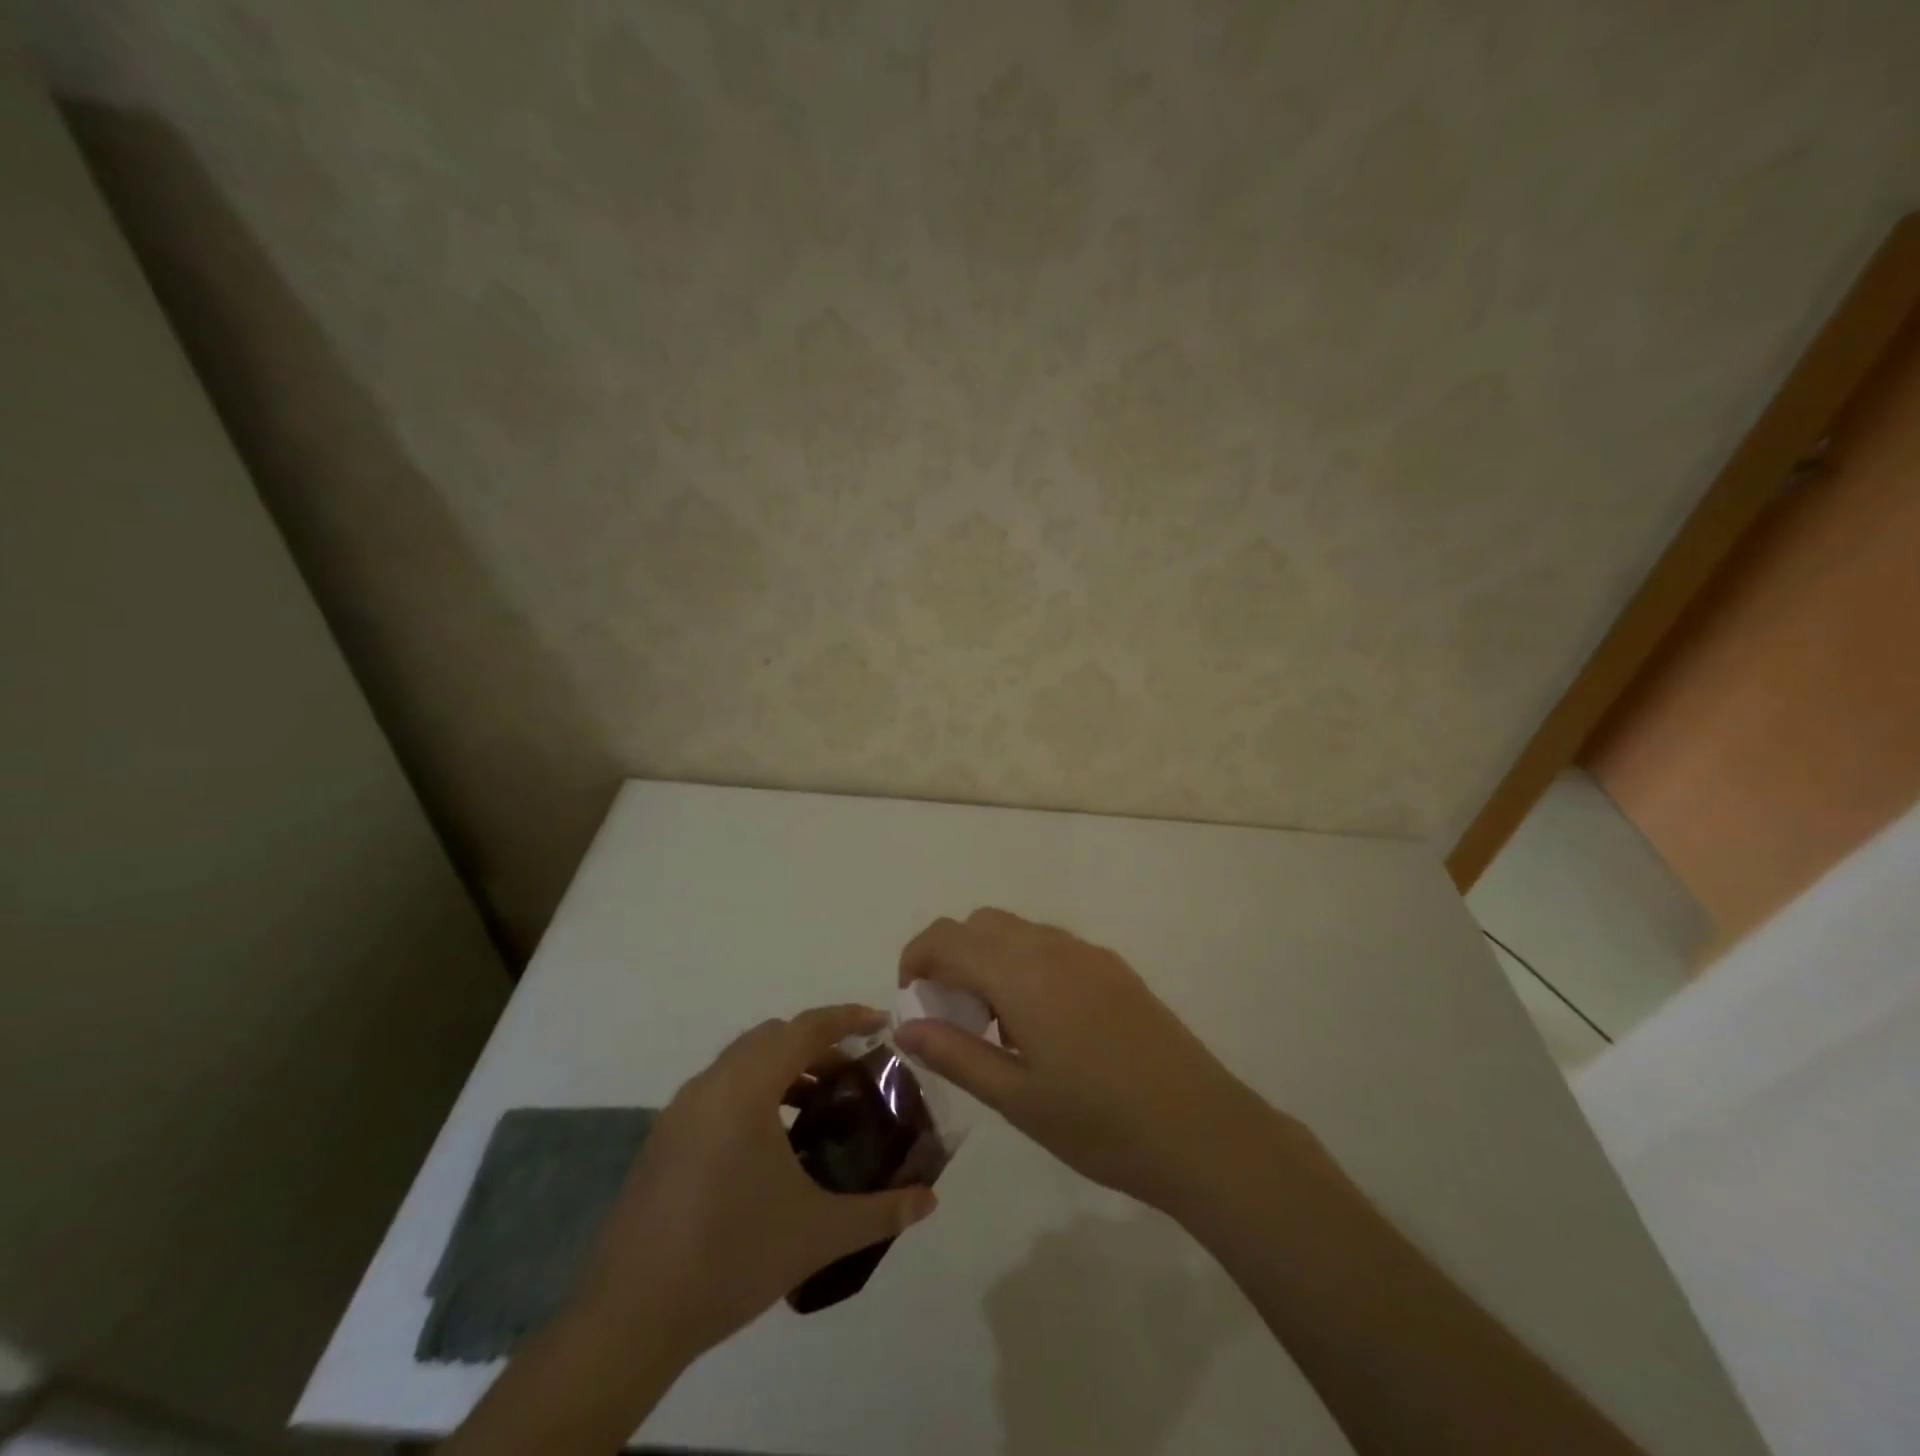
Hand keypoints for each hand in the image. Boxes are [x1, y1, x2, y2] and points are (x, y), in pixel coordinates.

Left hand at [573, 1005, 936, 1364]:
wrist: (631, 1318)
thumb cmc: (732, 1258)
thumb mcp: (818, 1234)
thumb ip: (881, 1212)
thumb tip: (929, 1201)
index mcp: (746, 1089)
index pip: (805, 1028)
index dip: (847, 1018)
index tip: (882, 1023)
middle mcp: (710, 1084)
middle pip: (773, 1037)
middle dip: (817, 1044)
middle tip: (854, 1073)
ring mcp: (680, 1110)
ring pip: (741, 1061)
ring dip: (783, 1067)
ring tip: (817, 1107)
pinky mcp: (663, 1138)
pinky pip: (718, 1089)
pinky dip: (753, 1091)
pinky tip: (770, 1143)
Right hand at [894, 909, 1274, 1214]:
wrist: (1201, 1129)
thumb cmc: (1099, 1124)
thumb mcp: (1016, 1098)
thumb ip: (955, 1054)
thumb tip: (906, 1026)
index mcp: (1021, 974)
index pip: (948, 937)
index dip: (916, 958)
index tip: (912, 1000)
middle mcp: (1051, 947)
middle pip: (980, 924)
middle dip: (951, 956)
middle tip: (952, 1014)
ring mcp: (1087, 953)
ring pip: (1016, 930)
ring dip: (989, 958)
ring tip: (996, 1025)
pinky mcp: (1113, 967)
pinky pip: (1050, 945)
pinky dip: (1024, 964)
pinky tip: (1042, 1023)